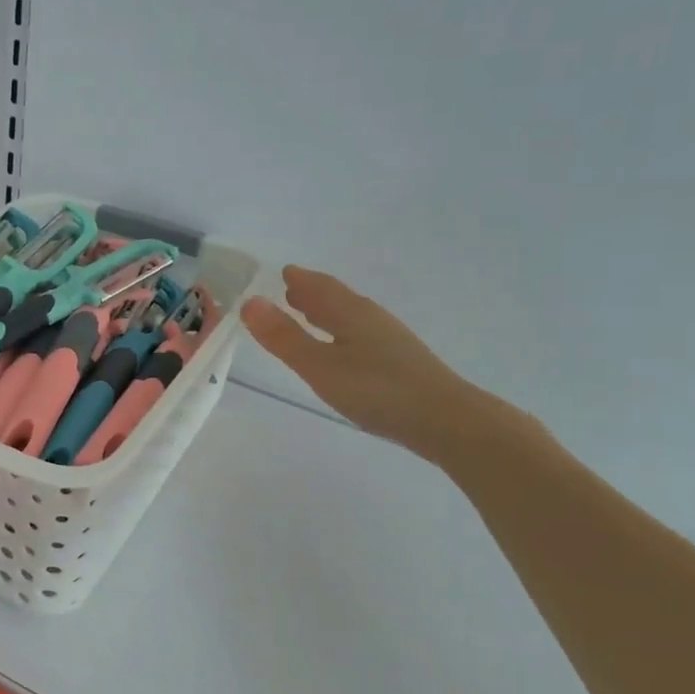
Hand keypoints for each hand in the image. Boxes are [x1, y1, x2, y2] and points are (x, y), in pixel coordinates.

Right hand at [240, 266, 495, 460]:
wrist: (445, 420)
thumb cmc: (376, 390)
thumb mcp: (319, 365)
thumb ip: (284, 337)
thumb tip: (249, 302)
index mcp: (350, 312)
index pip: (319, 287)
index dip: (299, 279)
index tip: (283, 272)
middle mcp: (371, 318)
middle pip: (337, 298)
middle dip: (312, 293)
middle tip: (290, 289)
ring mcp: (389, 340)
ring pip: (350, 317)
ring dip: (327, 312)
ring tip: (310, 314)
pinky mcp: (399, 362)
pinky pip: (360, 334)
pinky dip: (341, 331)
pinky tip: (343, 349)